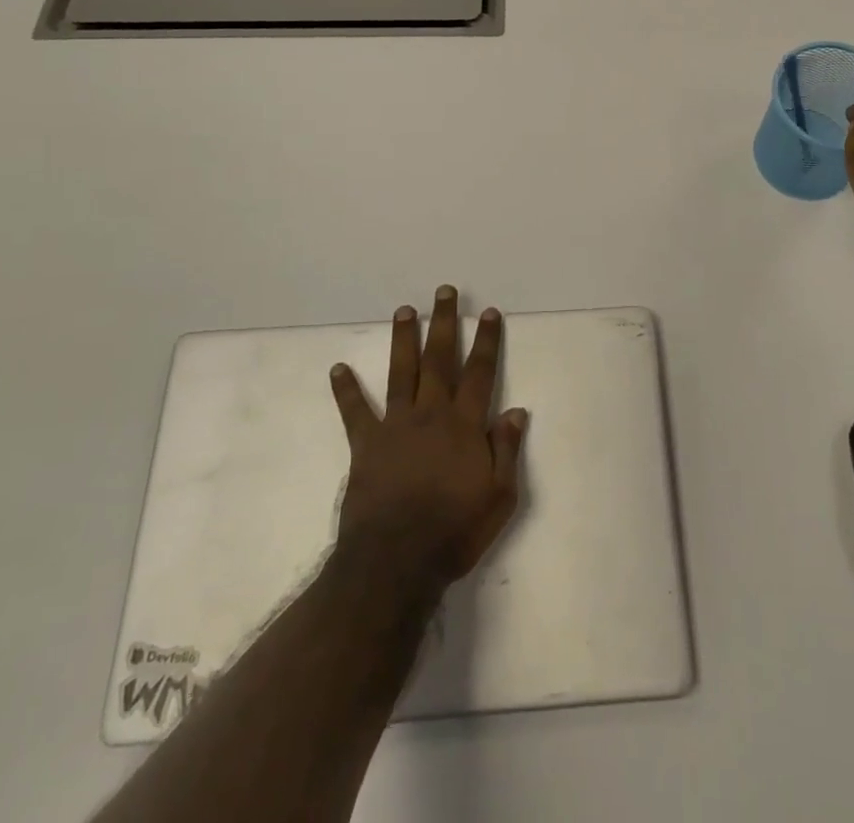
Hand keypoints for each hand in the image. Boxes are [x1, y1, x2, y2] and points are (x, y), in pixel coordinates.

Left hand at [330, 285, 527, 589]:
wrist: (396, 562)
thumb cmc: (454, 531)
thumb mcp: (499, 497)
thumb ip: (507, 450)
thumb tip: (515, 410)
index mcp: (464, 424)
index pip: (480, 372)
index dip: (487, 341)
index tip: (489, 312)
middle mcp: (431, 414)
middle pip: (440, 359)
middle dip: (445, 323)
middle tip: (444, 292)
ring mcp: (396, 426)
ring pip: (401, 372)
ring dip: (404, 339)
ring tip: (404, 310)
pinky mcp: (366, 445)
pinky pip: (355, 412)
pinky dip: (346, 390)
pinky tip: (338, 368)